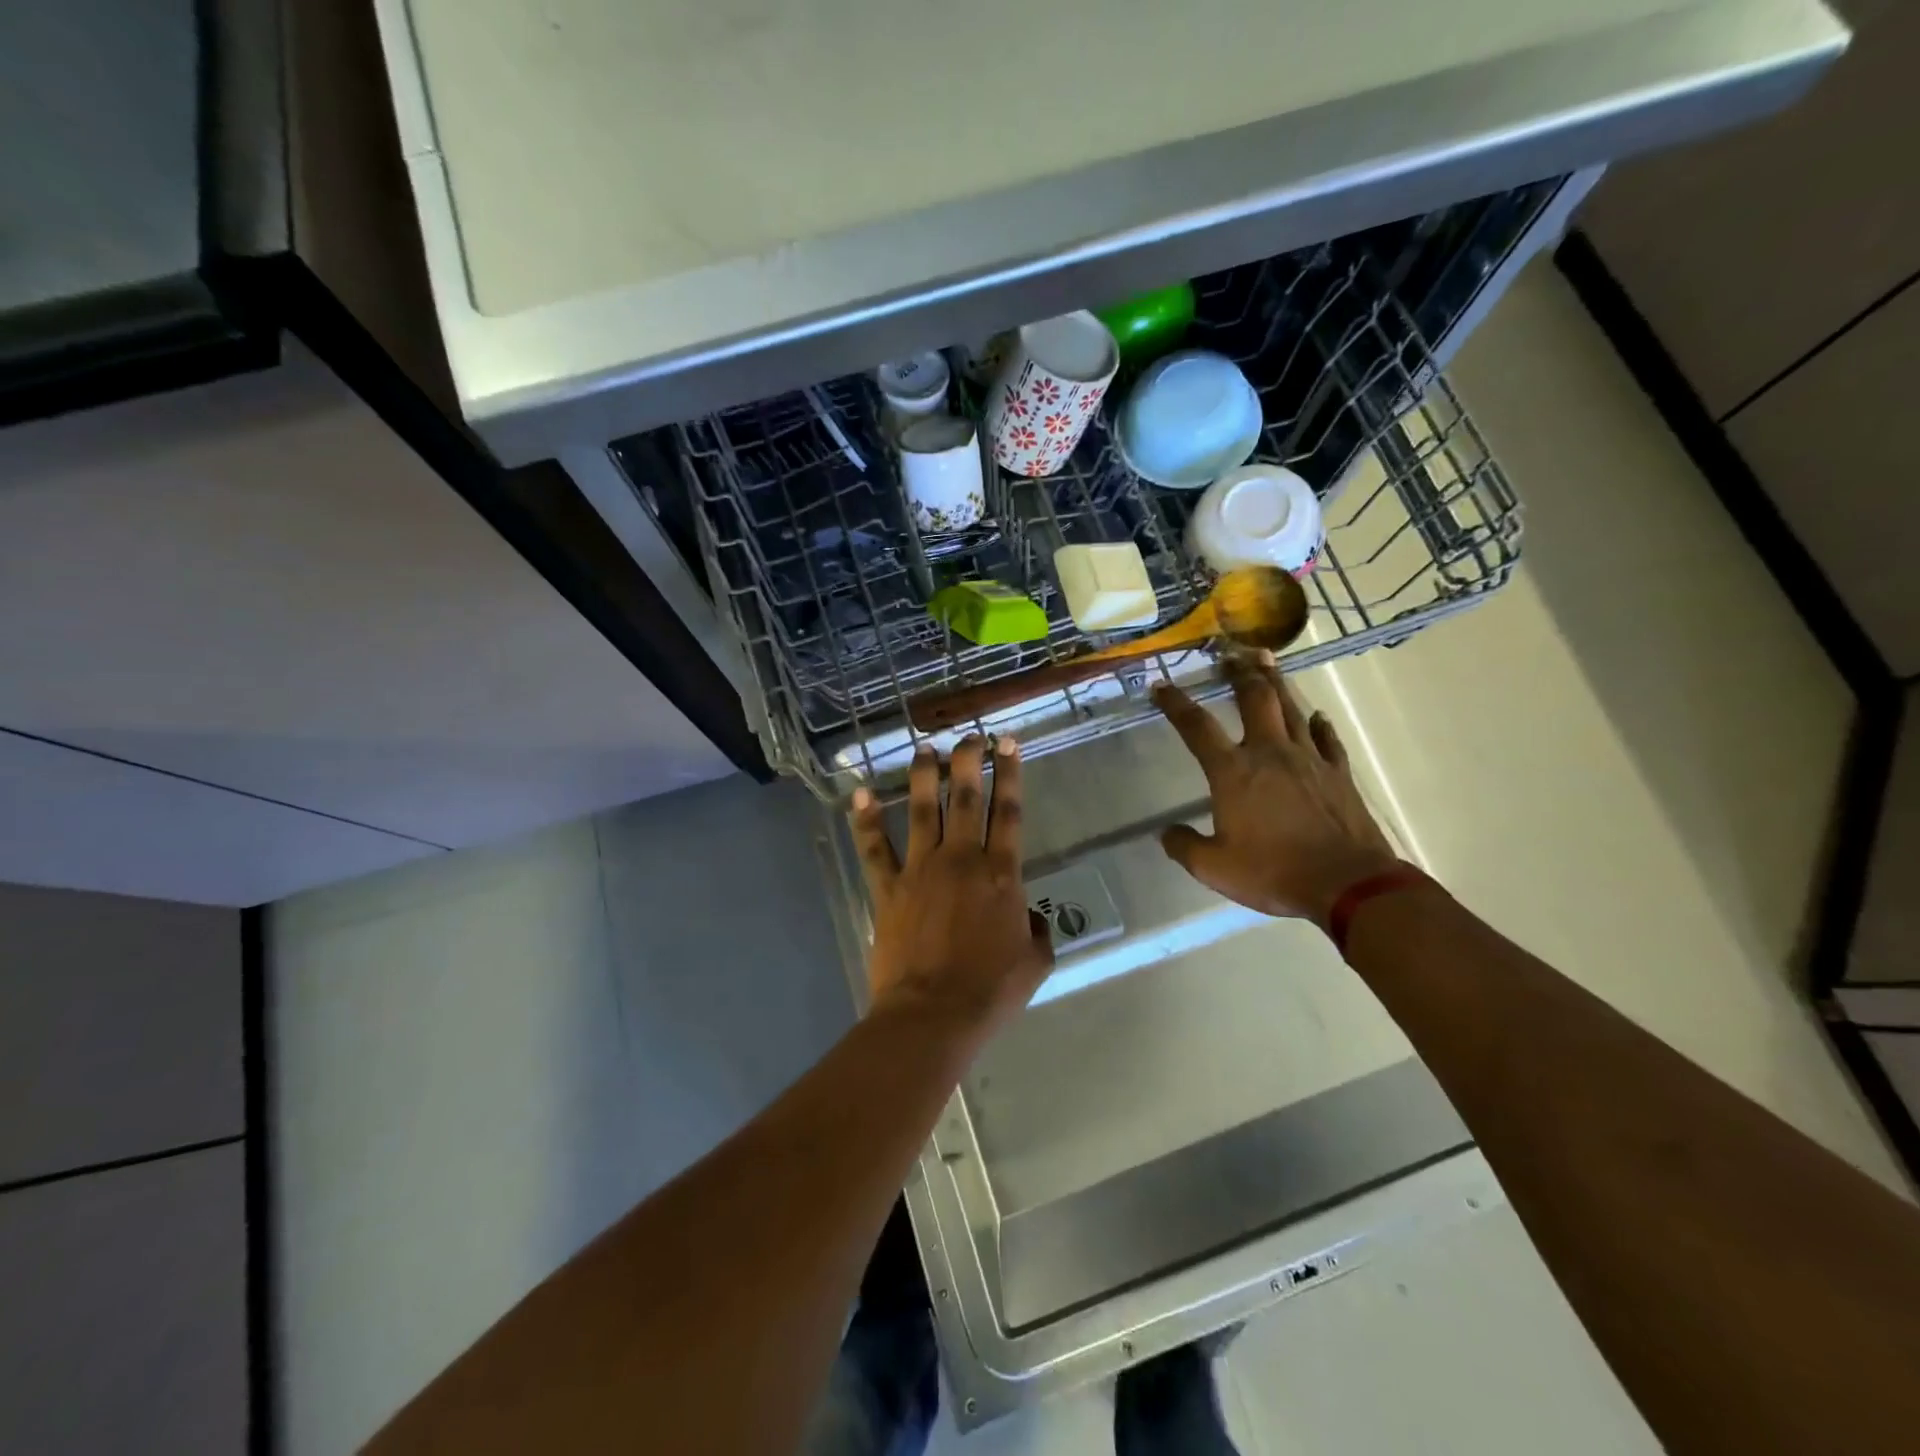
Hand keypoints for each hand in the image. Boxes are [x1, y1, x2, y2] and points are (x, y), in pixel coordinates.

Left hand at [850, 736, 1053, 1036]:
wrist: (934, 1015)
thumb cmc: (990, 991)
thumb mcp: (1034, 962)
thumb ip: (1036, 930)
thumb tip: (1028, 916)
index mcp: (1001, 874)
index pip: (1009, 812)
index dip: (1010, 773)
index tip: (1008, 743)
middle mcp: (962, 859)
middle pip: (965, 798)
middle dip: (968, 761)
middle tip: (969, 736)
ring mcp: (921, 869)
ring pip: (921, 810)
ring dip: (923, 776)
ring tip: (925, 749)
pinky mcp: (888, 888)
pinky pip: (875, 848)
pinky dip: (865, 820)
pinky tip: (859, 793)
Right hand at [1153, 655, 1399, 930]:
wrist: (1347, 884)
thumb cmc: (1273, 872)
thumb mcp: (1214, 868)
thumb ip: (1184, 846)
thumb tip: (1166, 833)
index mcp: (1233, 772)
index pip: (1197, 728)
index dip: (1176, 704)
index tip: (1160, 685)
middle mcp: (1269, 753)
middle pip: (1253, 699)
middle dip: (1238, 673)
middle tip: (1230, 653)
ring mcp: (1309, 759)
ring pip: (1290, 708)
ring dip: (1276, 682)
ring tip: (1266, 660)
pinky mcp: (1338, 774)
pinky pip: (1326, 740)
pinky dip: (1318, 725)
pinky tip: (1315, 716)